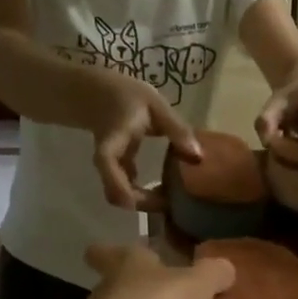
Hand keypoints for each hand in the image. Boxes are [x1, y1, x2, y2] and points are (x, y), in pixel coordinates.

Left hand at [74, 245, 235, 298]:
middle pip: (122, 289)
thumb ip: (213, 273)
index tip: (111, 254)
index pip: (107, 253)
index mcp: (125, 268)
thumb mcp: (196, 284)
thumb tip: (224, 267)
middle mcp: (111, 296)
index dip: (109, 251)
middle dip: (144, 292)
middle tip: (174, 295)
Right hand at [87, 73, 200, 209]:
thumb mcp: (155, 106)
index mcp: (112, 144)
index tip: (158, 200)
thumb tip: (198, 157)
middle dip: (143, 205)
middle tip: (174, 204)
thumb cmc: (127, 96)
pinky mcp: (117, 170)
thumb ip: (176, 129)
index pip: (110, 170)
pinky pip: (127, 189)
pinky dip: (145, 194)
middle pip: (116, 194)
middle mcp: (106, 162)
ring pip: (121, 196)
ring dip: (145, 202)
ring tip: (174, 198)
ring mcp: (111, 168)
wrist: (100, 93)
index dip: (129, 191)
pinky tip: (166, 188)